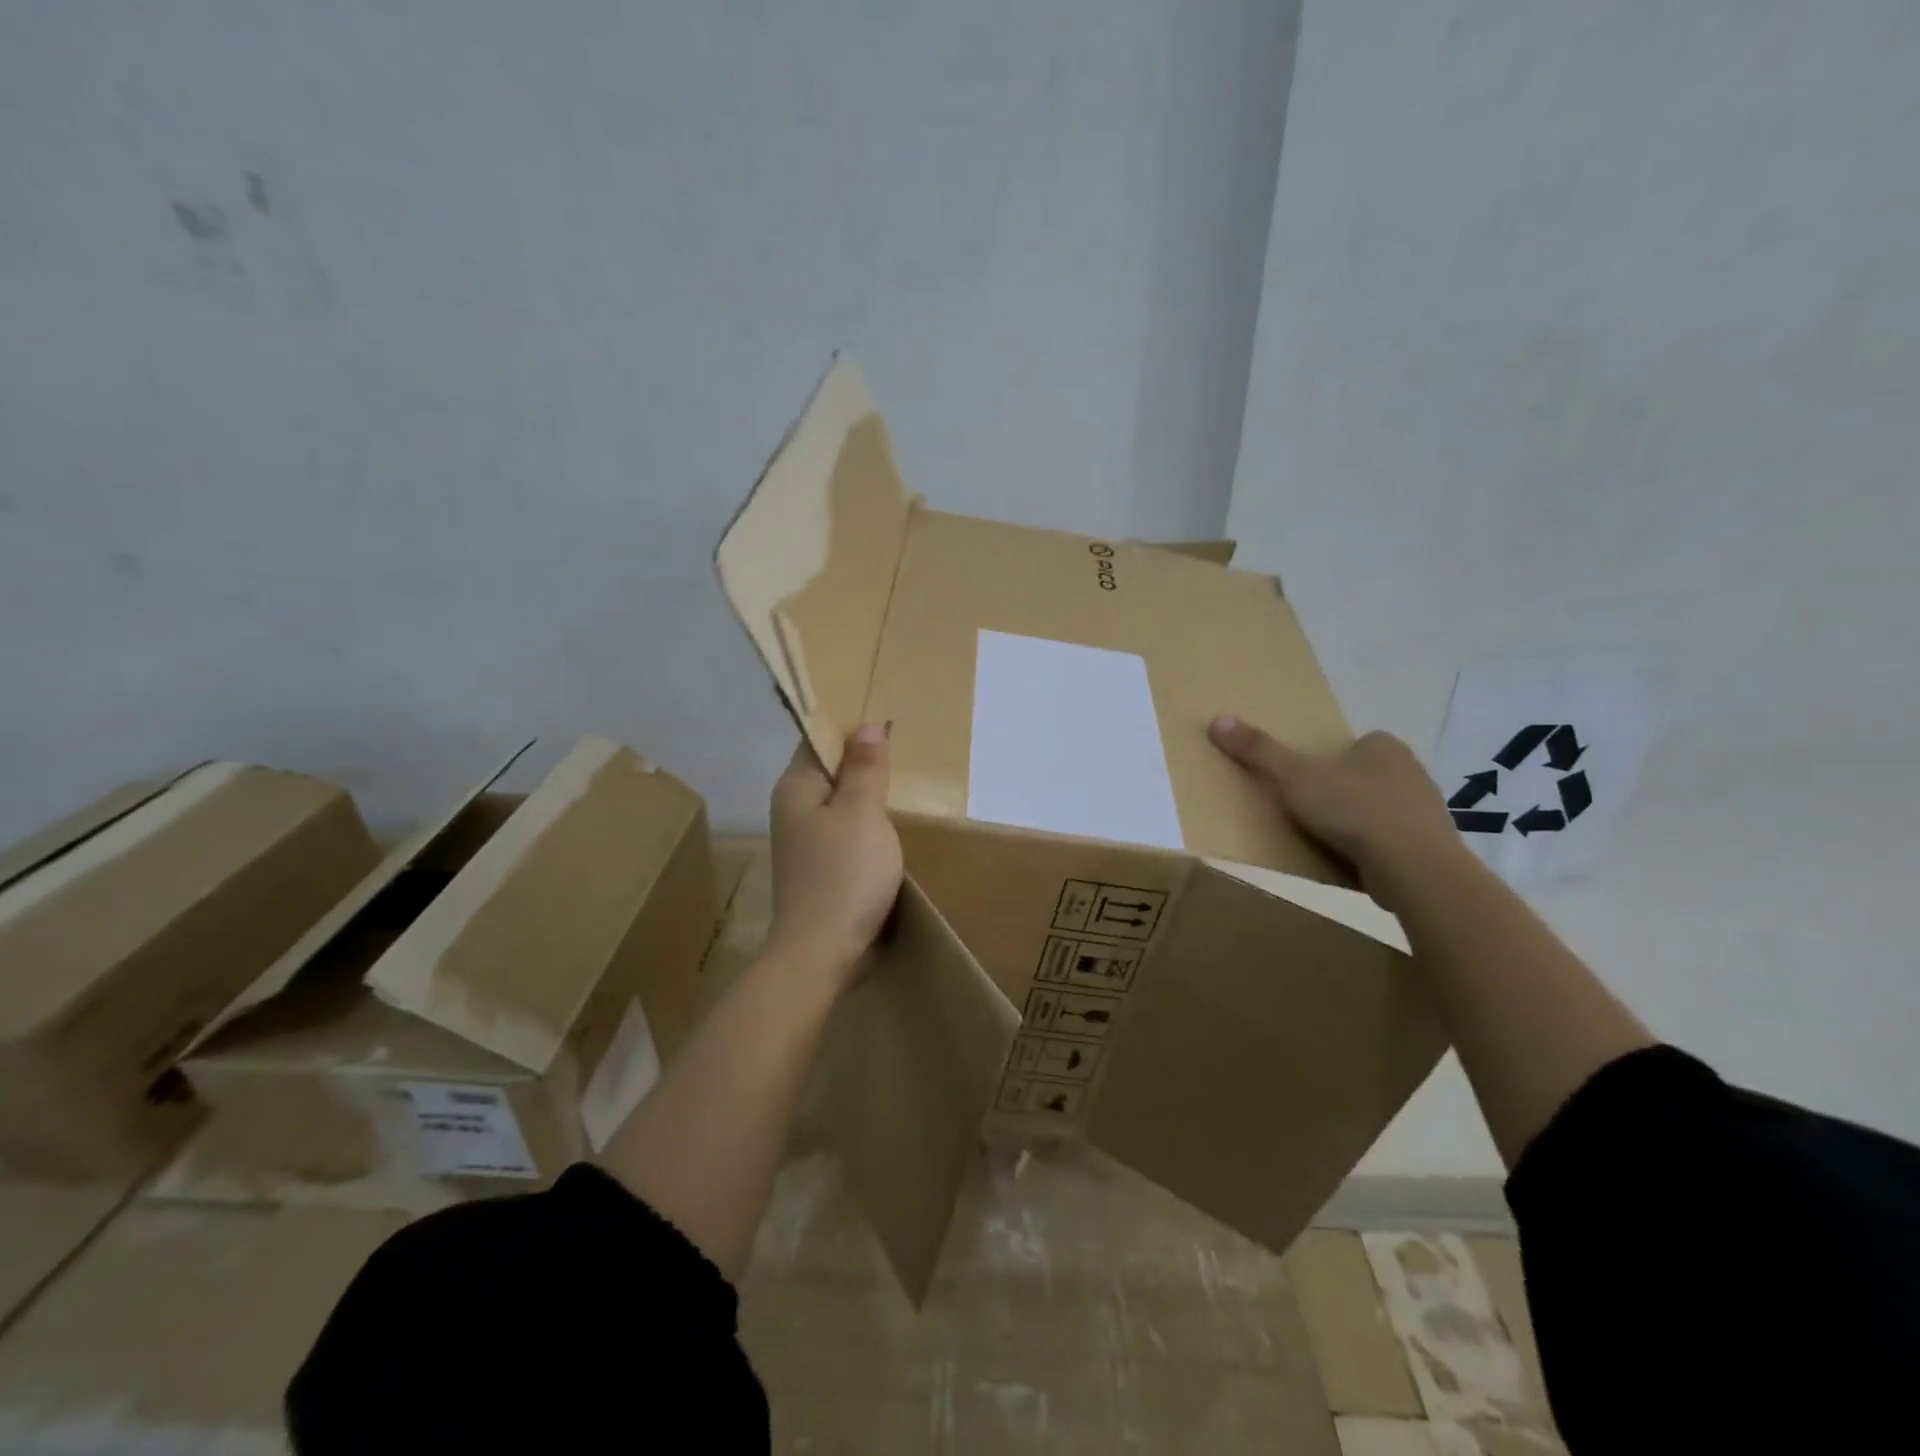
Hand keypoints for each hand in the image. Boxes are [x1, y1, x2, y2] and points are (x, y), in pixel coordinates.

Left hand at [766, 724, 904, 982]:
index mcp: (796, 788)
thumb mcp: (863, 813)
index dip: (851, 729)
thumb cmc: (844, 875)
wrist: (822, 952)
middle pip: (830, 772)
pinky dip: (866, 826)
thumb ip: (865, 768)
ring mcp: (805, 842)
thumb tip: (868, 725)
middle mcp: (793, 810)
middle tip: (905, 751)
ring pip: (840, 804)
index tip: (887, 722)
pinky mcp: (820, 868)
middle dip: (864, 763)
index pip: (818, 740)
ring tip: (904, 785)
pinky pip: (845, 833)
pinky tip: (890, 830)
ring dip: (868, 797)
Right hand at [1208, 715, 1468, 909]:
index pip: (1352, 745)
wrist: (1414, 867)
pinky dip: (1374, 848)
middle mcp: (1411, 770)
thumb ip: (1259, 751)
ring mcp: (1426, 809)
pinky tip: (1355, 861)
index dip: (1327, 761)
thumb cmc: (1353, 810)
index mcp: (1383, 746)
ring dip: (1359, 821)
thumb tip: (1218, 719)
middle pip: (1365, 775)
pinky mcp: (1431, 845)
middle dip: (1341, 791)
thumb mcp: (1294, 777)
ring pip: (1381, 808)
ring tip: (1329, 839)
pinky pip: (1394, 840)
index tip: (1305, 781)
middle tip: (1310, 810)